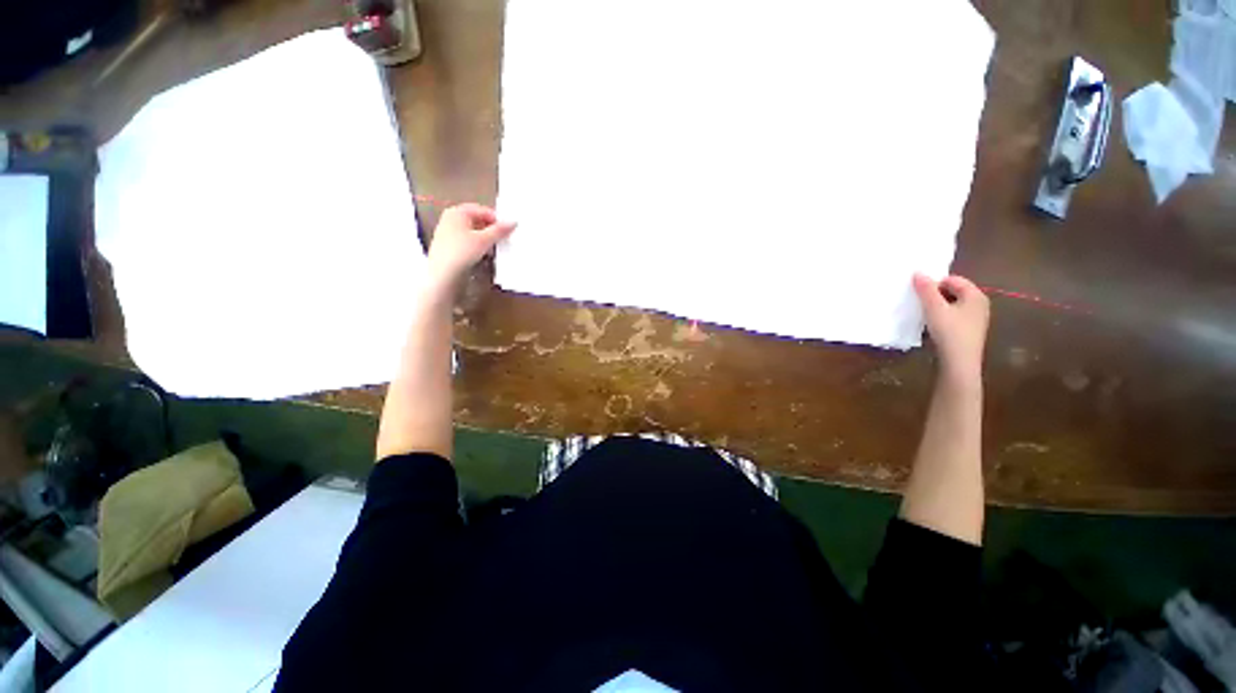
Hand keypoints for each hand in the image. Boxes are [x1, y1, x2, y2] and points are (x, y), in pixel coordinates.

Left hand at [425, 204, 515, 288]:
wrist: (440, 276)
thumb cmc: (461, 252)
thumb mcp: (484, 240)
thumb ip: (500, 230)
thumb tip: (513, 222)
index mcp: (458, 211)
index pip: (483, 210)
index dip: (497, 220)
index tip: (507, 231)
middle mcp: (450, 218)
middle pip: (476, 220)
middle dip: (489, 230)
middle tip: (500, 239)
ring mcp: (445, 232)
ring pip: (470, 232)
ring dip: (483, 239)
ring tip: (492, 249)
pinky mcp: (444, 246)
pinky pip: (464, 241)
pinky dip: (473, 246)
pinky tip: (480, 256)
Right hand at [913, 273, 989, 385]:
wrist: (960, 370)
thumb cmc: (951, 334)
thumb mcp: (934, 308)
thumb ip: (926, 288)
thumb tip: (917, 273)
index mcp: (976, 294)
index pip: (952, 279)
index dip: (935, 285)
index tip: (923, 296)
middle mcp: (980, 305)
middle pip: (954, 293)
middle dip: (938, 297)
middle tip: (925, 307)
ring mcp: (978, 323)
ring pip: (955, 308)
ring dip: (941, 311)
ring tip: (930, 320)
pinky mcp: (973, 337)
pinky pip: (958, 322)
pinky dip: (947, 323)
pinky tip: (938, 333)